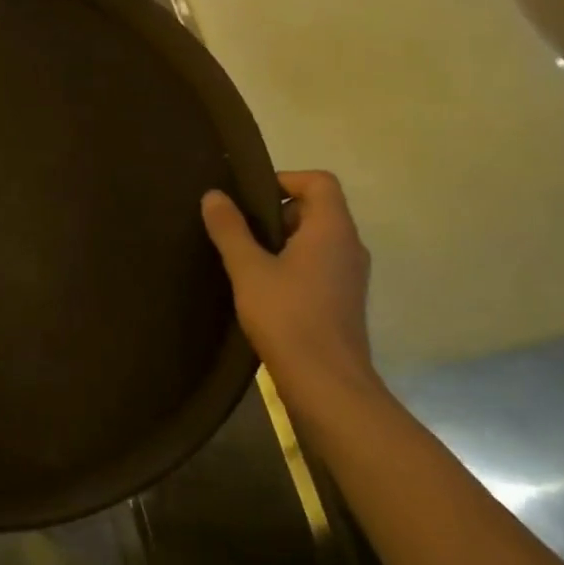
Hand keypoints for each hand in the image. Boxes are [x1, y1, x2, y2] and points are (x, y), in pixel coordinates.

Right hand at [201, 171, 382, 420]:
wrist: (327, 385)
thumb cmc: (288, 317)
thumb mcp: (248, 269)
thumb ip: (230, 229)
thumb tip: (214, 195)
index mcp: (332, 230)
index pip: (319, 182)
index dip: (284, 179)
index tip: (248, 197)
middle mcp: (348, 246)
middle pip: (316, 209)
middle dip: (275, 212)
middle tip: (238, 228)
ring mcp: (349, 275)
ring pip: (314, 239)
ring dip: (280, 241)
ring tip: (243, 258)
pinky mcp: (342, 300)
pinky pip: (317, 265)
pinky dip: (290, 264)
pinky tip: (261, 287)